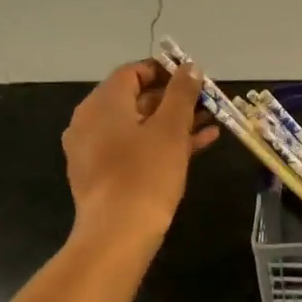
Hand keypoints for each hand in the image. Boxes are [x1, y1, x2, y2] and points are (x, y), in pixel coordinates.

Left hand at [62, 59, 217, 246]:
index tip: (194, 79)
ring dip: (173, 122)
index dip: (165, 71)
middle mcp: (90, 121)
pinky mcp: (102, 174)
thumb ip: (182, 92)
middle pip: (136, 98)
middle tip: (207, 102)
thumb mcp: (171, 128)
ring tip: (210, 122)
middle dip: (175, 99)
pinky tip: (197, 146)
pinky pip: (134, 147)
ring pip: (139, 125)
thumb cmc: (146, 173)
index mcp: (103, 103)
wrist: (118, 234)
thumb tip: (189, 67)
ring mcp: (93, 150)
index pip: (133, 71)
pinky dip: (161, 143)